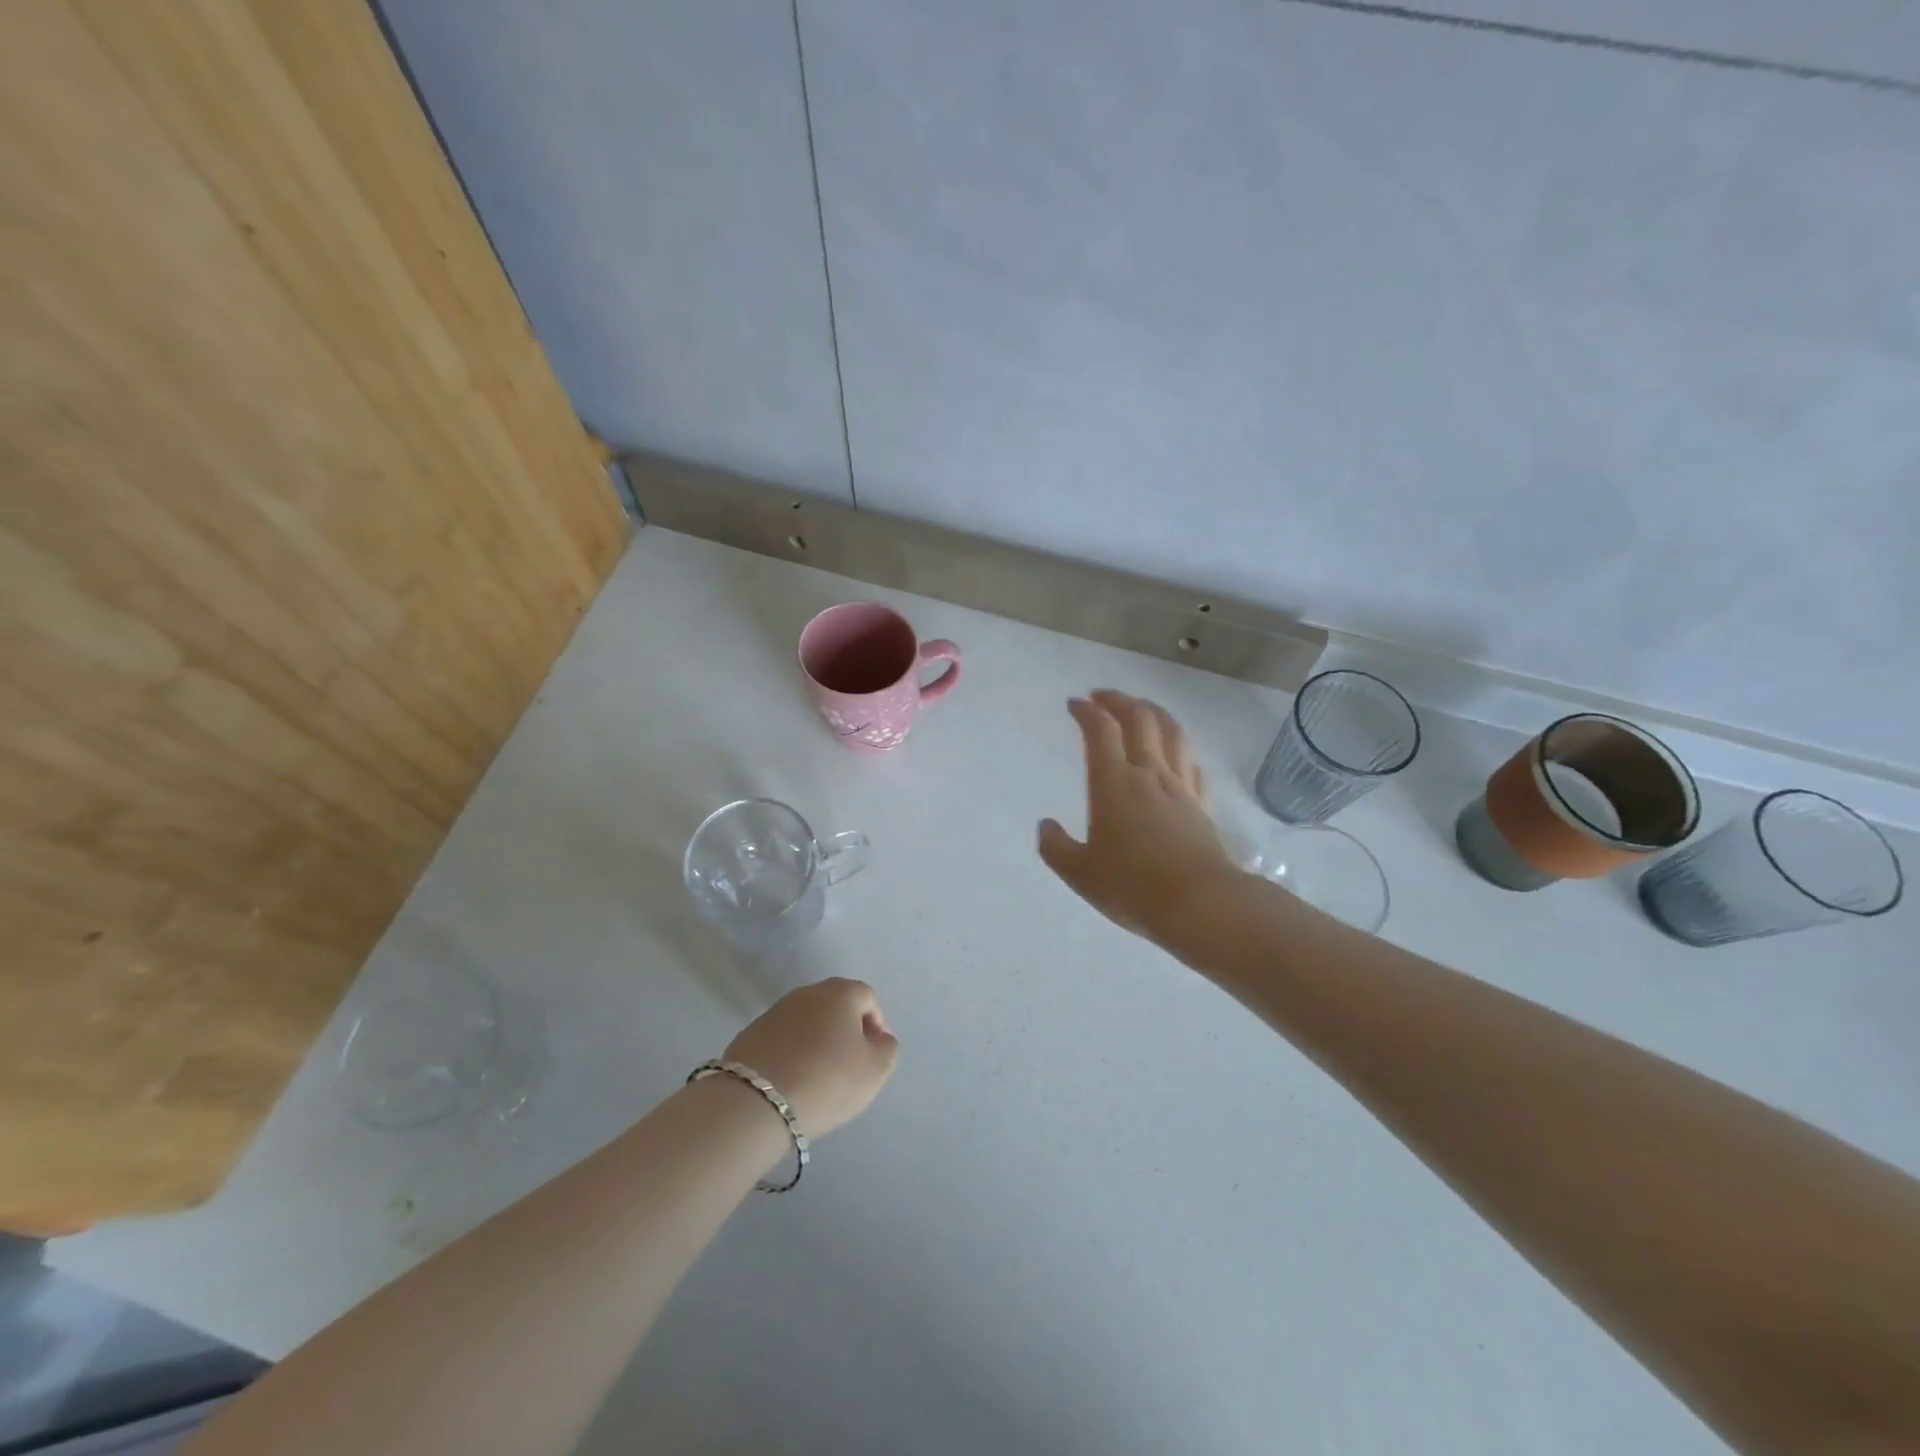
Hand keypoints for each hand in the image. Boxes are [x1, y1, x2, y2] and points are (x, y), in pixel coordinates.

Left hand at [723, 977, 898, 1136]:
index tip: (874, 1057)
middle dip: (846, 1031)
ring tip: (818, 1077)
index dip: (877, 1026)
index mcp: (840, 992)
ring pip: (807, 1022)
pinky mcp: (750, 1034)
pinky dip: (791, 1054)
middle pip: (835, 1006)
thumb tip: (877, 1038)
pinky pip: (782, 1039)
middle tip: (849, 1066)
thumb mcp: (875, 1070)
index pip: (868, 998)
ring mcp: (774, 1011)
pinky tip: (791, 1081)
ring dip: (817, 1042)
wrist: (755, 1102)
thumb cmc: (827, 1080)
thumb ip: (887, 1048)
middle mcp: (807, 992)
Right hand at [1038, 691, 1242, 946]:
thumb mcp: (1080, 873)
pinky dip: (1178, 747)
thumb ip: (1056, 847)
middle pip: (1139, 718)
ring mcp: (1180, 787)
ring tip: (1141, 709)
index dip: (1086, 711)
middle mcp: (1148, 773)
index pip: (1100, 730)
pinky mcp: (1202, 804)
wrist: (1200, 903)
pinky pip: (1191, 762)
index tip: (1074, 704)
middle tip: (1103, 697)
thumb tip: (1046, 826)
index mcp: (1113, 783)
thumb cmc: (1133, 886)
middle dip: (1119, 700)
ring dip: (1153, 712)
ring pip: (1171, 732)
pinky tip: (1174, 754)